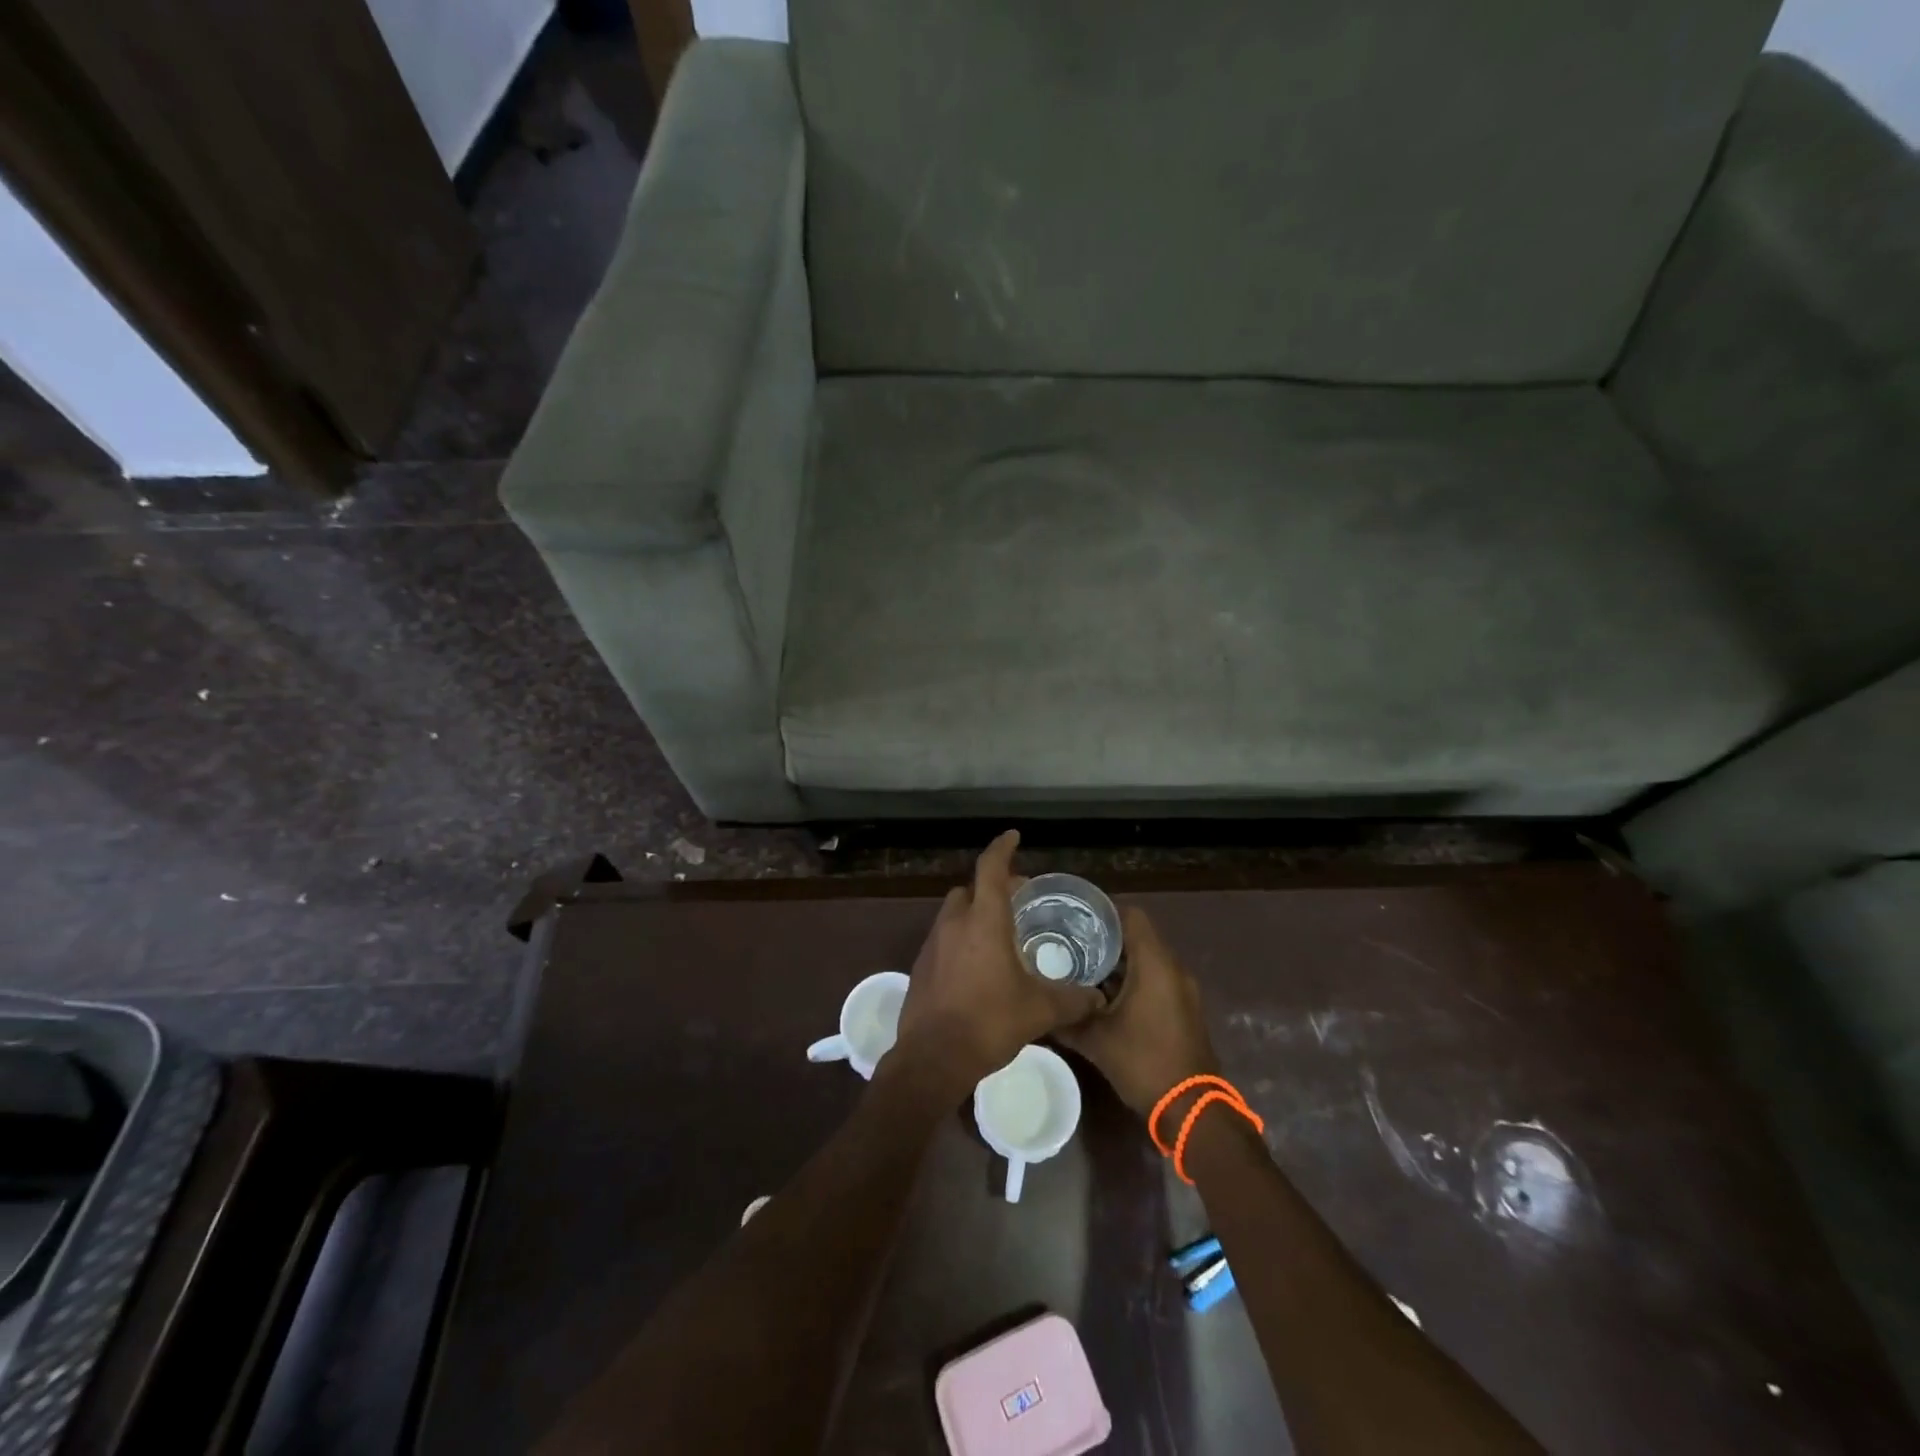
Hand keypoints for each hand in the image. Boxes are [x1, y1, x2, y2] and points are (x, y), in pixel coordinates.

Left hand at [894, 832, 1104, 1090]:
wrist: (933, 1058)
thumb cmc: (989, 1021)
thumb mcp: (1040, 1010)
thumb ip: (1072, 999)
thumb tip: (1098, 998)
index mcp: (984, 920)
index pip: (991, 868)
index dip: (1003, 848)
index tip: (1013, 836)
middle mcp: (954, 923)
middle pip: (971, 889)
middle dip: (992, 888)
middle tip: (1017, 903)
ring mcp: (932, 944)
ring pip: (954, 913)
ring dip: (974, 914)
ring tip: (999, 937)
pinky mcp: (920, 966)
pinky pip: (943, 939)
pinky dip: (960, 940)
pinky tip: (976, 968)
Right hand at [1058, 906, 1219, 1117]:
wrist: (1191, 1110)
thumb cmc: (1144, 1063)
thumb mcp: (1095, 1040)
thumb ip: (1065, 1019)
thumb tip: (1036, 1008)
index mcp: (1155, 964)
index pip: (1132, 916)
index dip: (1103, 911)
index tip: (1074, 915)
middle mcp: (1172, 969)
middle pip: (1137, 936)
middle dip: (1104, 937)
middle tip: (1068, 940)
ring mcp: (1181, 989)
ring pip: (1146, 959)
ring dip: (1117, 961)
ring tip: (1079, 965)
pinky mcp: (1182, 1008)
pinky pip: (1155, 979)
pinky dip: (1131, 979)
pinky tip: (1102, 995)